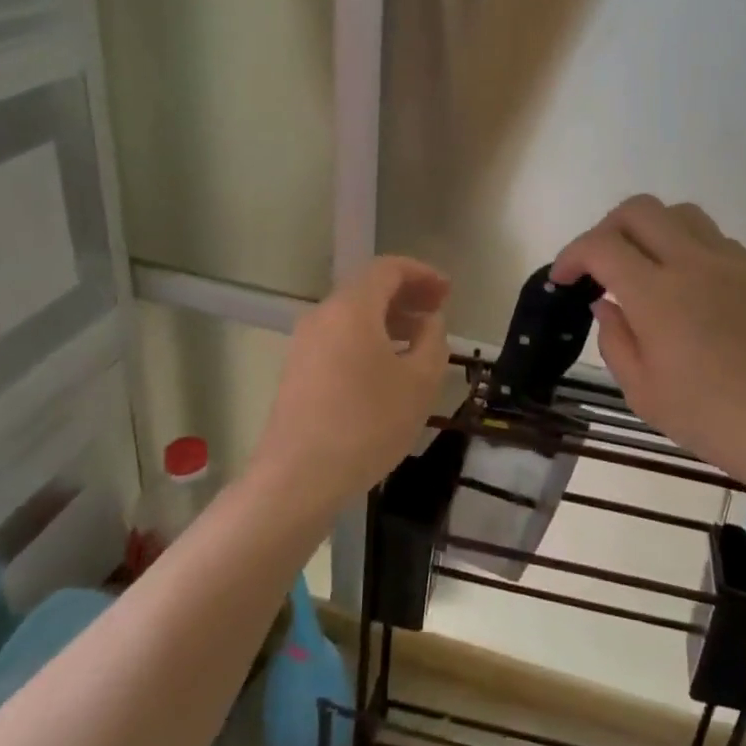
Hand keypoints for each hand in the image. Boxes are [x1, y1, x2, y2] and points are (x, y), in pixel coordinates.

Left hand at [255, 255, 451, 514]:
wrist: (298, 477)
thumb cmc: (368, 423)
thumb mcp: (419, 382)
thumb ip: (433, 341)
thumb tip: (430, 322)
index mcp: (352, 309)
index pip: (388, 269)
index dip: (422, 274)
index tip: (447, 292)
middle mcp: (323, 316)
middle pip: (368, 290)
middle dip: (406, 295)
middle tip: (438, 312)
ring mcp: (305, 344)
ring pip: (353, 316)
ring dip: (388, 320)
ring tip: (418, 342)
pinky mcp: (298, 371)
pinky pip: (339, 339)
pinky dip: (368, 339)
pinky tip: (387, 368)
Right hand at [551, 196, 745, 493]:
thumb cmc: (713, 419)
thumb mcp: (644, 393)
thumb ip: (615, 340)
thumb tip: (606, 303)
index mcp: (657, 294)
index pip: (601, 246)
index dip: (572, 255)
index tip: (563, 279)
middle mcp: (693, 262)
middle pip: (639, 210)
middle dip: (606, 228)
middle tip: (598, 265)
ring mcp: (731, 262)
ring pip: (679, 213)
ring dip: (649, 229)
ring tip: (642, 267)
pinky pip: (712, 237)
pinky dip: (685, 245)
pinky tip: (686, 285)